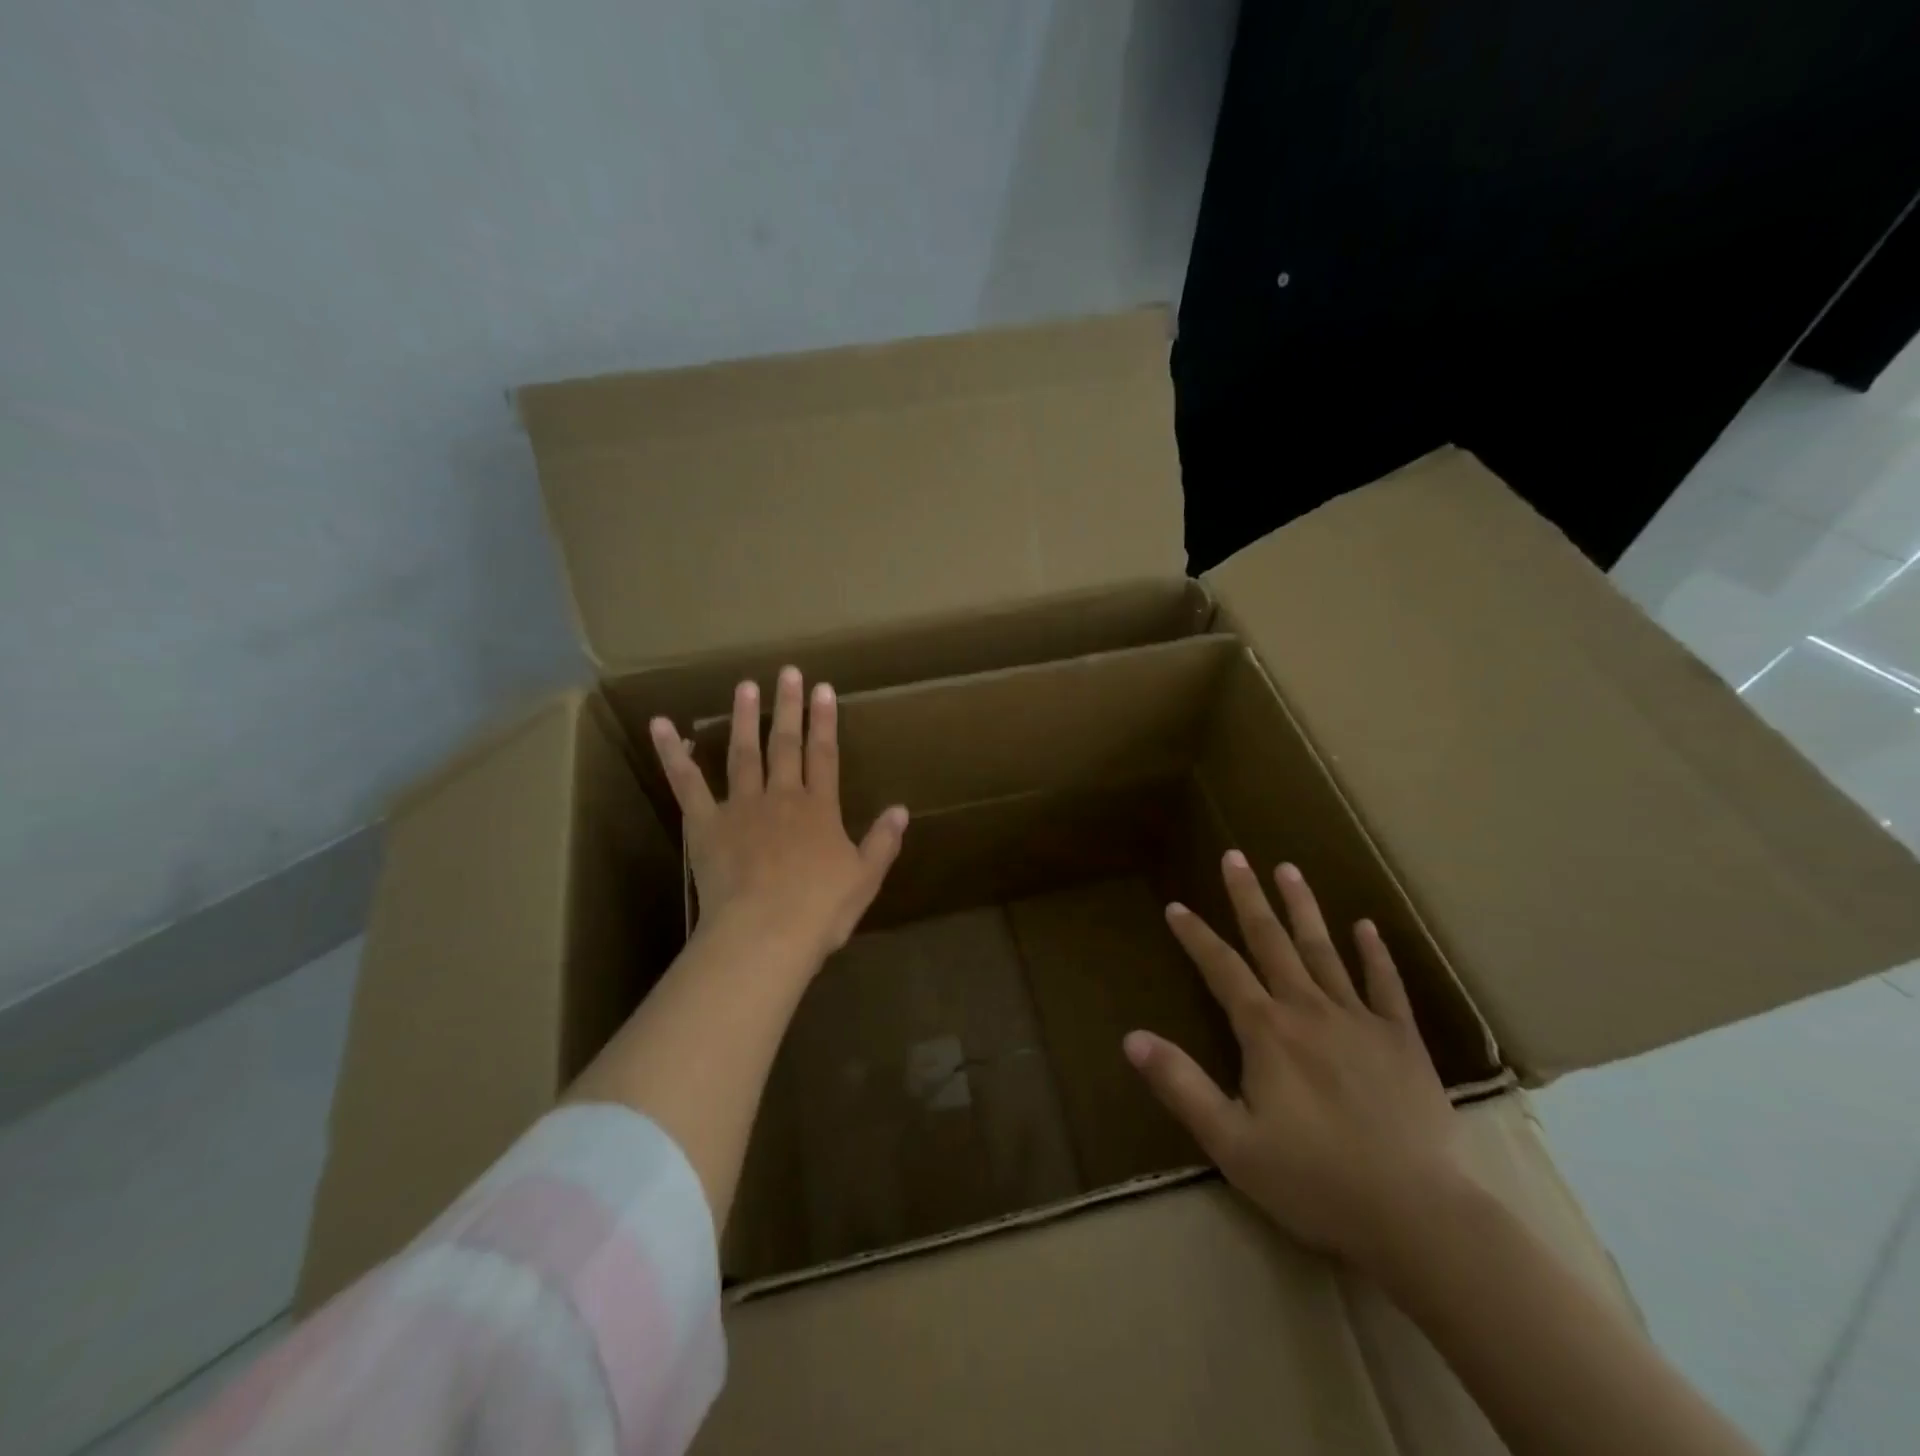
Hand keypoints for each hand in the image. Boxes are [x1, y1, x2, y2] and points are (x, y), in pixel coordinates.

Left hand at [648, 667, 907, 970]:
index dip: (825, 721)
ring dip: (745, 718)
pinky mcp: (705, 824)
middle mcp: (782, 797)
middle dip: (789, 708)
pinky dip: (673, 754)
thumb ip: (882, 842)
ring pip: (743, 753)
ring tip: (744, 686)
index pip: (825, 755)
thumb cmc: (819, 910)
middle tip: (788, 672)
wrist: (764, 933)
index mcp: (820, 809)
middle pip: (786, 745)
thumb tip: (902, 810)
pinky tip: (661, 726)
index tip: (823, 689)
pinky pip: (686, 784)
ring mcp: (741, 807)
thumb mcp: (865, 878)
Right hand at [1124, 851, 1462, 1269]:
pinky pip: (1386, 987)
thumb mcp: (1231, 1142)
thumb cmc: (1314, 1180)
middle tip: (1235, 856)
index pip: (1221, 969)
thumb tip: (1131, 1037)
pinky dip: (1375, 954)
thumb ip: (1180, 1085)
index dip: (1196, 936)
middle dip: (1249, 898)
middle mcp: (1309, 1010)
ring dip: (1302, 908)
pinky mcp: (1403, 1041)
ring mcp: (1360, 1021)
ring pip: (1324, 951)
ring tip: (1288, 869)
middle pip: (1272, 942)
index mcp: (1266, 1032)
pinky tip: (1367, 927)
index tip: (1176, 906)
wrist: (1417, 1217)